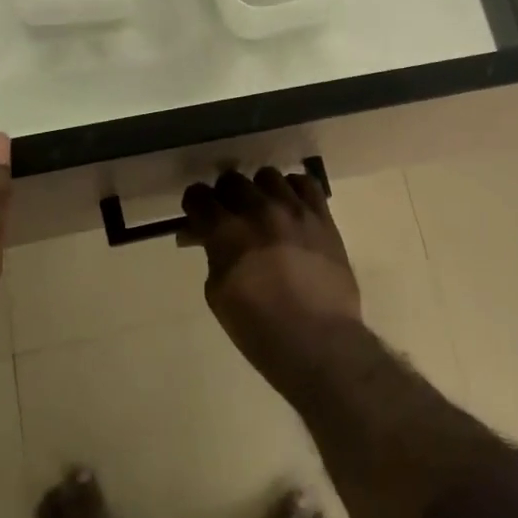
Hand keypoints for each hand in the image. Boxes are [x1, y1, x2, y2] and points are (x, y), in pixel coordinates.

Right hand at [181, 168, 361, 388]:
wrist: (318, 341)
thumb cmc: (259, 328)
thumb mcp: (218, 294)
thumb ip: (212, 255)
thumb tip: (205, 236)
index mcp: (226, 231)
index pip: (199, 196)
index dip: (195, 204)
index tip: (197, 214)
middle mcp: (259, 210)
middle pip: (232, 180)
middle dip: (224, 196)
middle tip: (228, 215)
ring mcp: (294, 209)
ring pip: (268, 176)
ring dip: (259, 190)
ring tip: (262, 209)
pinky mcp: (322, 216)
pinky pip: (305, 183)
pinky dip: (293, 189)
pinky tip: (290, 205)